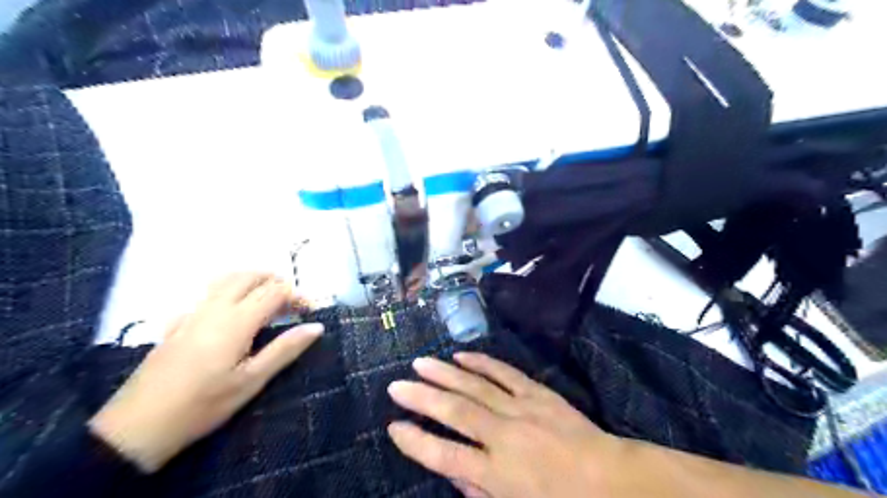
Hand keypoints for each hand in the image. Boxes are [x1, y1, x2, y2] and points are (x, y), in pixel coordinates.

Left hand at [89, 272, 324, 470]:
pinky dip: (228, 291)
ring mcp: (192, 313)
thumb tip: (316, 326)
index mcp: (237, 320)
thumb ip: (285, 349)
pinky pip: (207, 294)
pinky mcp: (177, 323)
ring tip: (267, 299)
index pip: (275, 291)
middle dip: (275, 281)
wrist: (137, 426)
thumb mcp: (251, 381)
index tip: (311, 311)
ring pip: (226, 280)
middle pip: (249, 276)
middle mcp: (215, 308)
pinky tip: (231, 313)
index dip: (297, 295)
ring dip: (252, 281)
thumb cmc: (203, 405)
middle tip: (291, 302)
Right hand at [388, 354, 621, 497]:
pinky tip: (461, 355)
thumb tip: (451, 470)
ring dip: (444, 373)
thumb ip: (478, 492)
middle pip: (455, 413)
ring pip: (474, 387)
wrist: (608, 479)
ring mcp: (521, 409)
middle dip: (421, 398)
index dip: (416, 442)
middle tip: (396, 385)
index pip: (445, 456)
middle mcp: (504, 436)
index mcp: (497, 473)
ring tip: (419, 363)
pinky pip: (504, 373)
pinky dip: (481, 362)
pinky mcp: (536, 392)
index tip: (394, 427)